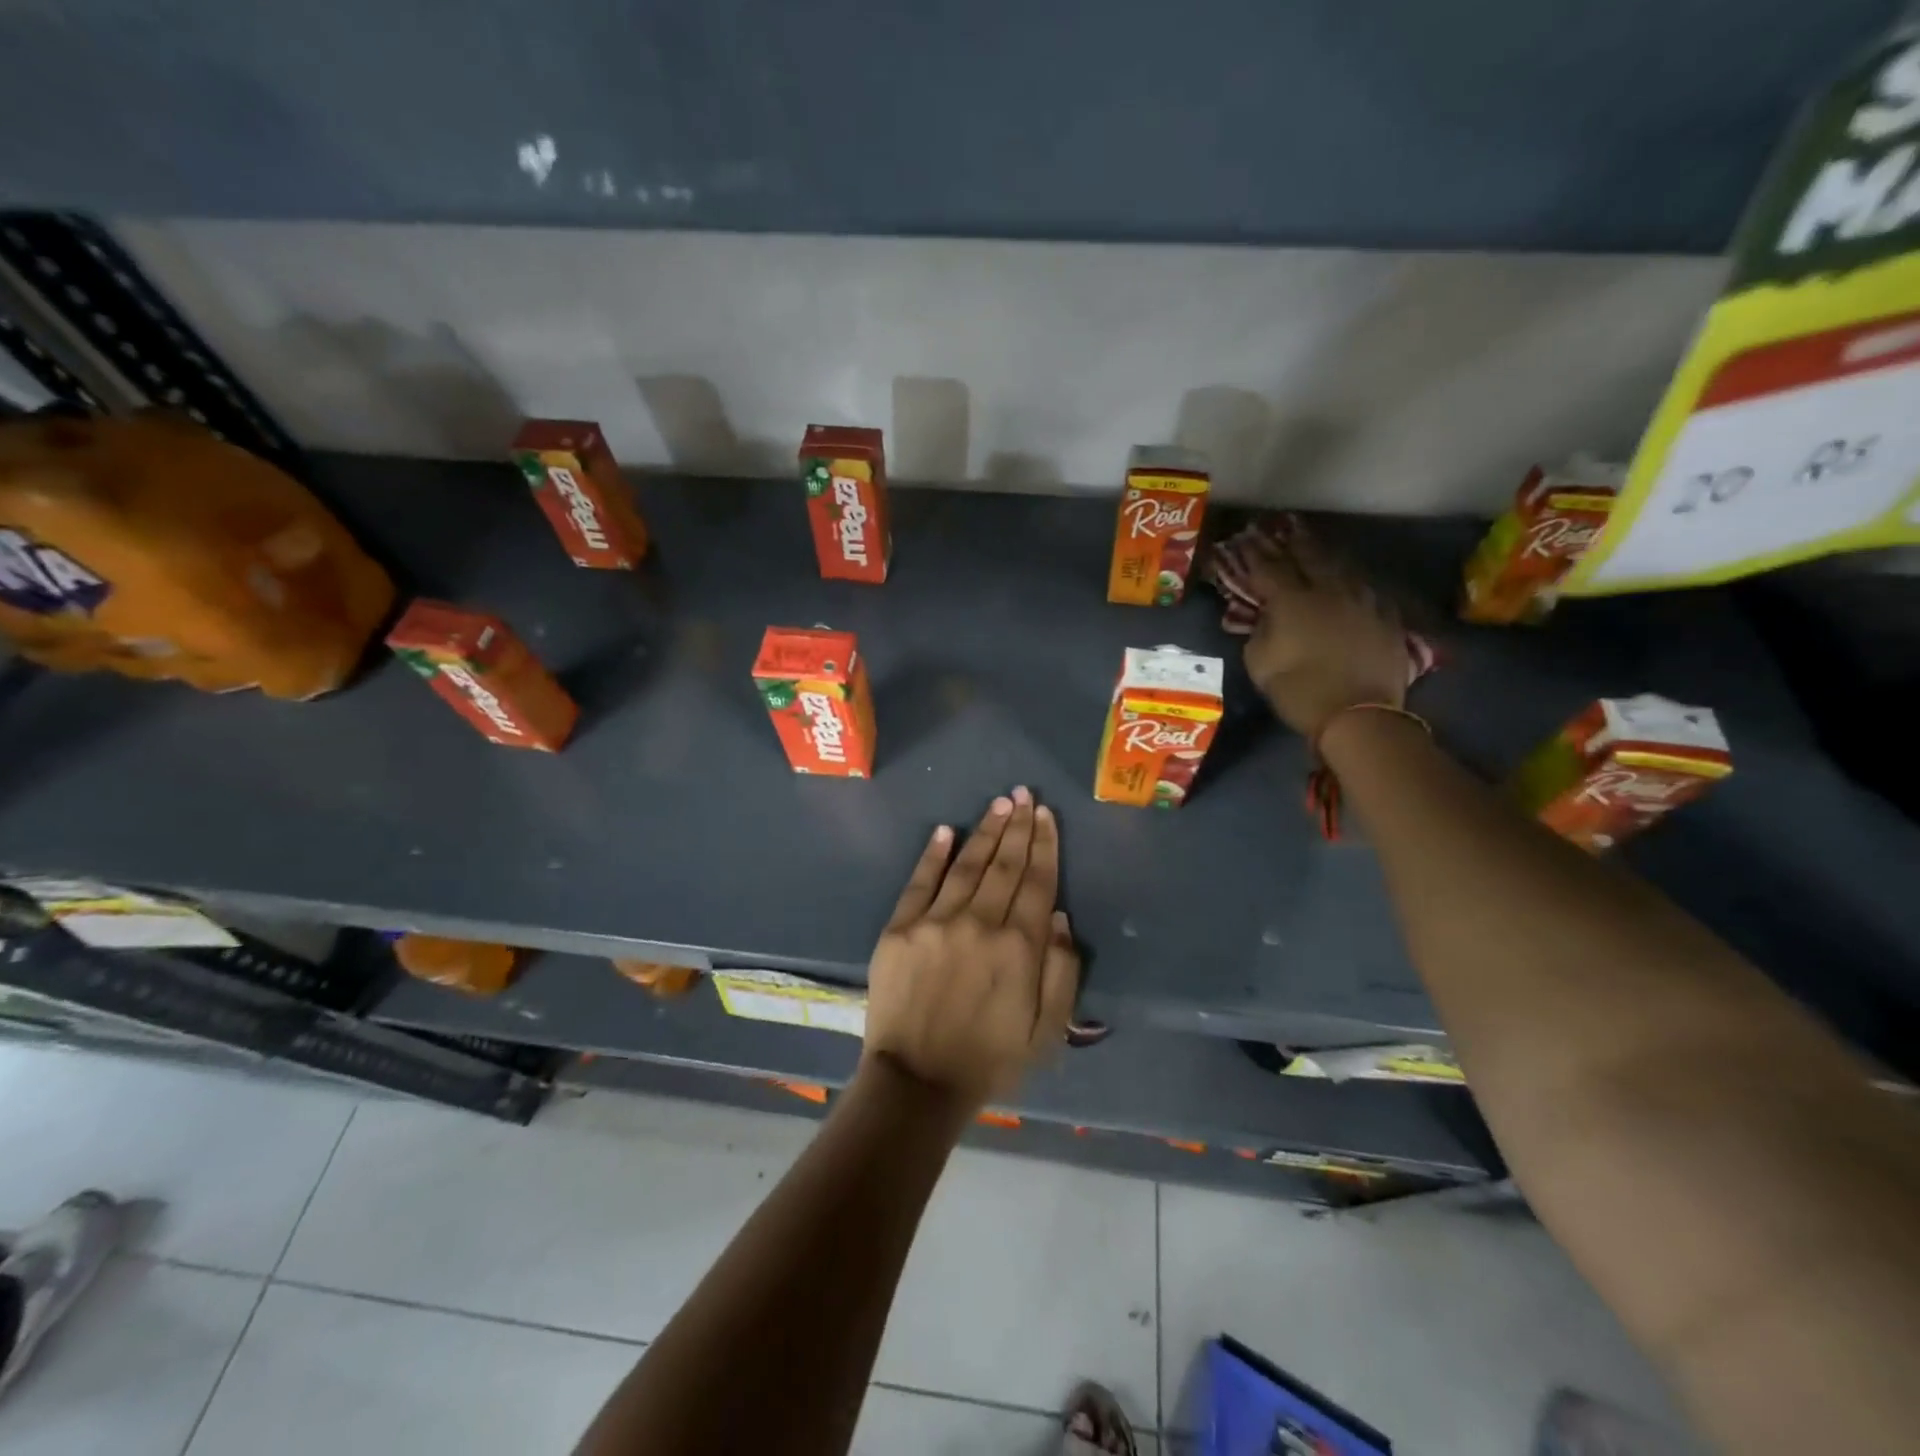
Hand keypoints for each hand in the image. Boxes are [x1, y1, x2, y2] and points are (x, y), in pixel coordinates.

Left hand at [861, 787, 1079, 1113]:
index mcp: (1018, 947)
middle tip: (1025, 794)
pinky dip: (933, 854)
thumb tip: (1058, 917)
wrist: (917, 1083)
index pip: (1037, 883)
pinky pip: (919, 882)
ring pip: (967, 865)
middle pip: (1004, 865)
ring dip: (985, 831)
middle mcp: (980, 924)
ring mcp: (936, 922)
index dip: (1044, 846)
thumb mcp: (1047, 1032)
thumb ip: (1060, 972)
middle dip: (1018, 827)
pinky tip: (946, 830)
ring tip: (999, 803)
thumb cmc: (989, 1061)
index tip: (1046, 816)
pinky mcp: (900, 929)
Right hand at [1242, 525, 1408, 739]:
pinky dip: (1350, 578)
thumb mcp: (1260, 664)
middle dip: (1290, 542)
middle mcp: (1328, 589)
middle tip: (1280, 528)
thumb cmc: (1299, 691)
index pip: (1267, 568)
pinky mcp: (1385, 616)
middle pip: (1308, 556)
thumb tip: (1263, 616)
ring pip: (1340, 566)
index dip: (1253, 553)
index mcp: (1292, 600)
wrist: (1358, 716)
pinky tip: (1347, 579)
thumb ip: (1258, 632)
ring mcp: (1361, 600)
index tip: (1243, 540)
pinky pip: (1365, 587)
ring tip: (1313, 544)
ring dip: (1323, 554)